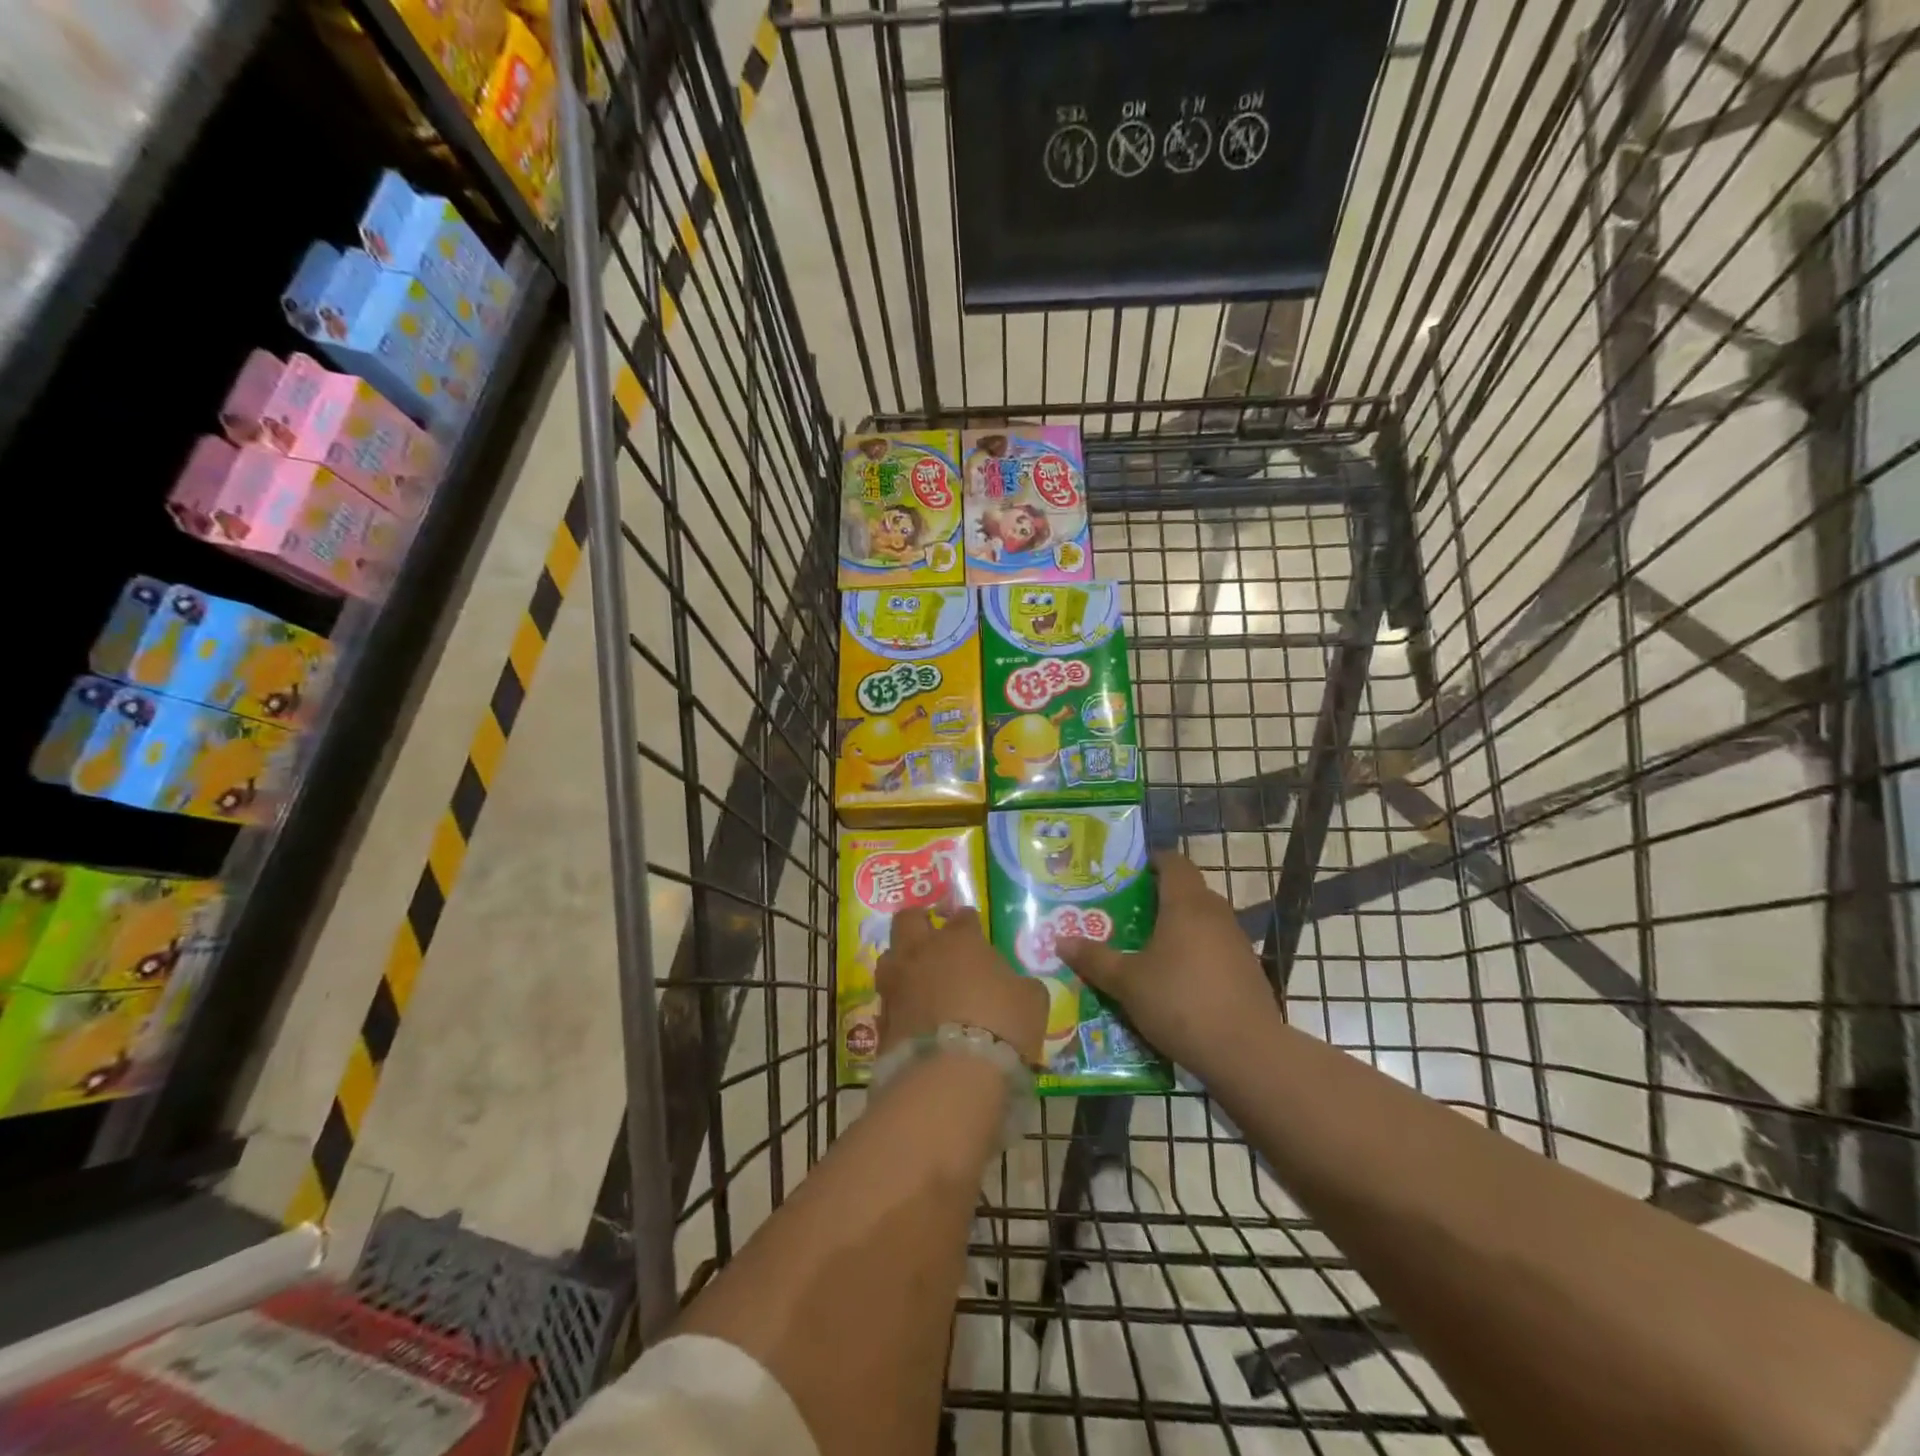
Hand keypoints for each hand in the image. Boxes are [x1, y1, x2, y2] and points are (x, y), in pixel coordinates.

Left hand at [877, 908, 1047, 1065]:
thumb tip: (1017, 986)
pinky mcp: (882, 1017)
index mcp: (960, 940)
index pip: (963, 917)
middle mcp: (921, 952)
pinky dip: (899, 1003)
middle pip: (908, 920)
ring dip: (902, 962)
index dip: (969, 923)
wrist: (952, 1074)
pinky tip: (913, 1016)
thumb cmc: (1000, 1025)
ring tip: (918, 978)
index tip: (975, 932)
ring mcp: (897, 983)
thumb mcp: (1031, 1001)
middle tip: (932, 936)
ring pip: (889, 957)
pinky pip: (888, 999)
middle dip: (919, 922)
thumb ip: (1021, 985)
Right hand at [1057, 851, 1277, 1074]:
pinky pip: (1217, 948)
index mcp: (1185, 904)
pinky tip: (1179, 980)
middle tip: (1129, 913)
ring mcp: (1237, 942)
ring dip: (1180, 927)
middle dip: (1160, 897)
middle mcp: (1215, 914)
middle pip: (1189, 890)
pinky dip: (1198, 953)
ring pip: (1204, 920)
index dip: (1153, 861)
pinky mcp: (1249, 970)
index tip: (1129, 874)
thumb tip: (1061, 941)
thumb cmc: (1179, 1002)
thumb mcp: (1126, 983)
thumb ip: (1094, 959)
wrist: (1246, 1052)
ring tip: (1150, 949)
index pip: (1174, 862)